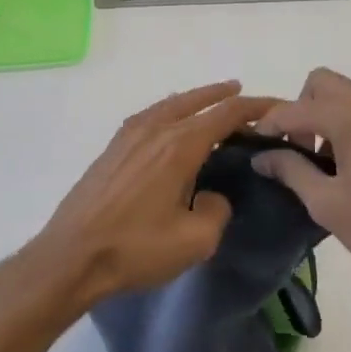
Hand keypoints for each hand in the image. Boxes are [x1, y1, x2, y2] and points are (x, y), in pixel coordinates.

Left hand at [18, 81, 278, 314]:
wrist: (72, 255)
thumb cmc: (136, 248)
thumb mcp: (195, 240)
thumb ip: (217, 210)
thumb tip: (212, 196)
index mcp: (179, 146)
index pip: (226, 114)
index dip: (255, 107)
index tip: (278, 107)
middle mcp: (154, 130)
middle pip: (196, 101)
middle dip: (225, 96)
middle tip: (247, 96)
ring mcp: (128, 136)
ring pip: (169, 105)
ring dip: (195, 100)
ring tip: (213, 103)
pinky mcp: (111, 149)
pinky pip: (149, 117)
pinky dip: (170, 111)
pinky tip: (170, 124)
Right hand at [251, 69, 350, 300]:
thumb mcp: (326, 203)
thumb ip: (291, 170)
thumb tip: (263, 156)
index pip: (296, 108)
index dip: (270, 125)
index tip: (258, 146)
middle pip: (325, 84)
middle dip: (303, 108)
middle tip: (300, 148)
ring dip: (332, 119)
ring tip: (330, 165)